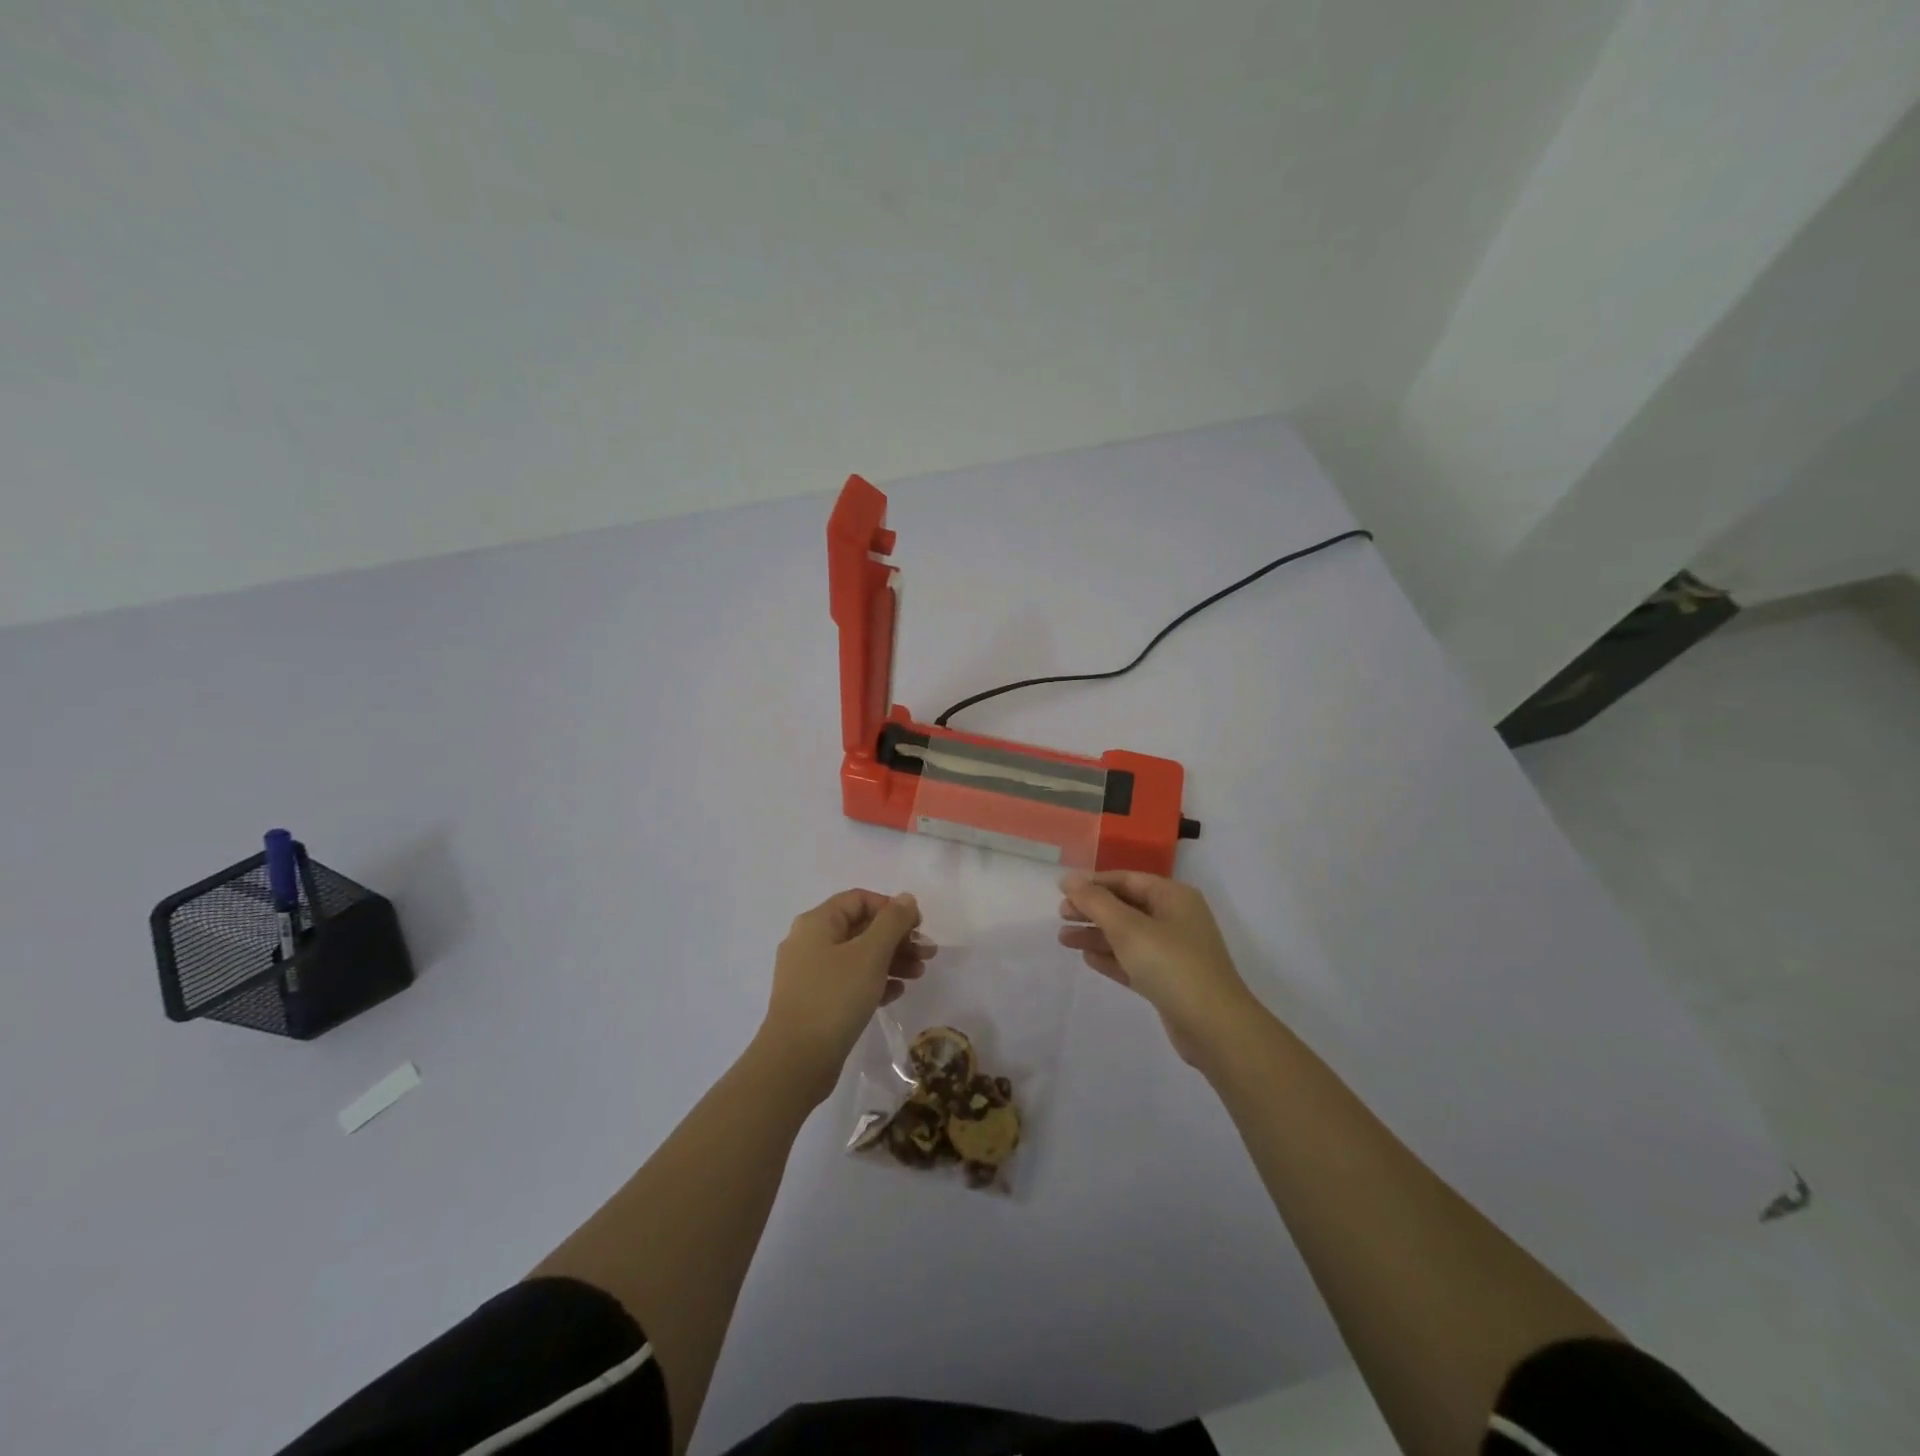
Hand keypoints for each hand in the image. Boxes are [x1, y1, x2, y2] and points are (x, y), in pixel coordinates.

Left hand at [762, 889, 933, 1100]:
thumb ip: (892, 922)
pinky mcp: (815, 1002)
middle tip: (927, 954)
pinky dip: (874, 982)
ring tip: (919, 975)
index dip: (891, 908)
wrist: (796, 1061)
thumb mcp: (870, 954)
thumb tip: (906, 898)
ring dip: (891, 960)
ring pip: (857, 956)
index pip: (859, 900)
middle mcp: (809, 942)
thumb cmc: (835, 997)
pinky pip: (849, 981)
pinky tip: (896, 993)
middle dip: (897, 938)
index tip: (917, 927)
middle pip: (860, 928)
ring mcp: (810, 974)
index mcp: (817, 923)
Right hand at [1058, 872, 1257, 1065]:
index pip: (1127, 879)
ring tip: (1063, 939)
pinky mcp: (1168, 980)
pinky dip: (1111, 957)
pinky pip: (1134, 960)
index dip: (1093, 883)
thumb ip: (1096, 901)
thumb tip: (1069, 878)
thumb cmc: (1171, 965)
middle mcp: (1175, 918)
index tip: (1061, 891)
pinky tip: (1087, 958)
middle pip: (1126, 906)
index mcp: (1173, 896)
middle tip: (1060, 916)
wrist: (1214, 1027)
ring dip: (1096, 935)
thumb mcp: (1128, 928)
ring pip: (1127, 935)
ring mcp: (1174, 951)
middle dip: (1092, 910)